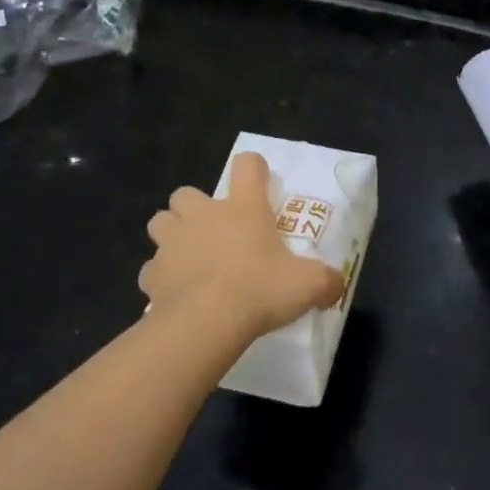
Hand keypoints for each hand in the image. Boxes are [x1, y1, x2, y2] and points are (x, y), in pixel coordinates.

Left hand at [139, 151, 344, 342]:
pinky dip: (161, 277)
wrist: (205, 323)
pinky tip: (175, 293)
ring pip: (160, 222)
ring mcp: (172, 242)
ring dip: (172, 235)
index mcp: (243, 208)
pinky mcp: (151, 273)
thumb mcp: (308, 285)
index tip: (259, 182)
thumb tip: (337, 285)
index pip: (247, 166)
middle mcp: (203, 215)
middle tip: (213, 232)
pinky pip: (151, 269)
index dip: (253, 169)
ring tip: (188, 257)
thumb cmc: (260, 290)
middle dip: (195, 208)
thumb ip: (326, 280)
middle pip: (186, 193)